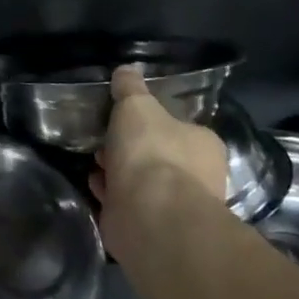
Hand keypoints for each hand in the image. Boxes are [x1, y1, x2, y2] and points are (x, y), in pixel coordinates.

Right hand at [92, 65, 229, 214]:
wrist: (150, 215)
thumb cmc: (152, 152)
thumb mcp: (137, 105)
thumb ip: (130, 88)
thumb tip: (126, 70)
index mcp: (204, 144)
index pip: (179, 128)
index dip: (151, 123)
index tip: (124, 120)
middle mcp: (199, 176)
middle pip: (159, 156)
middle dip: (130, 150)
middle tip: (104, 142)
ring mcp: (176, 207)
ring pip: (142, 182)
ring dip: (118, 173)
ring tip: (95, 164)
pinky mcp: (153, 229)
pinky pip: (128, 205)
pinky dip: (112, 195)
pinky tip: (95, 186)